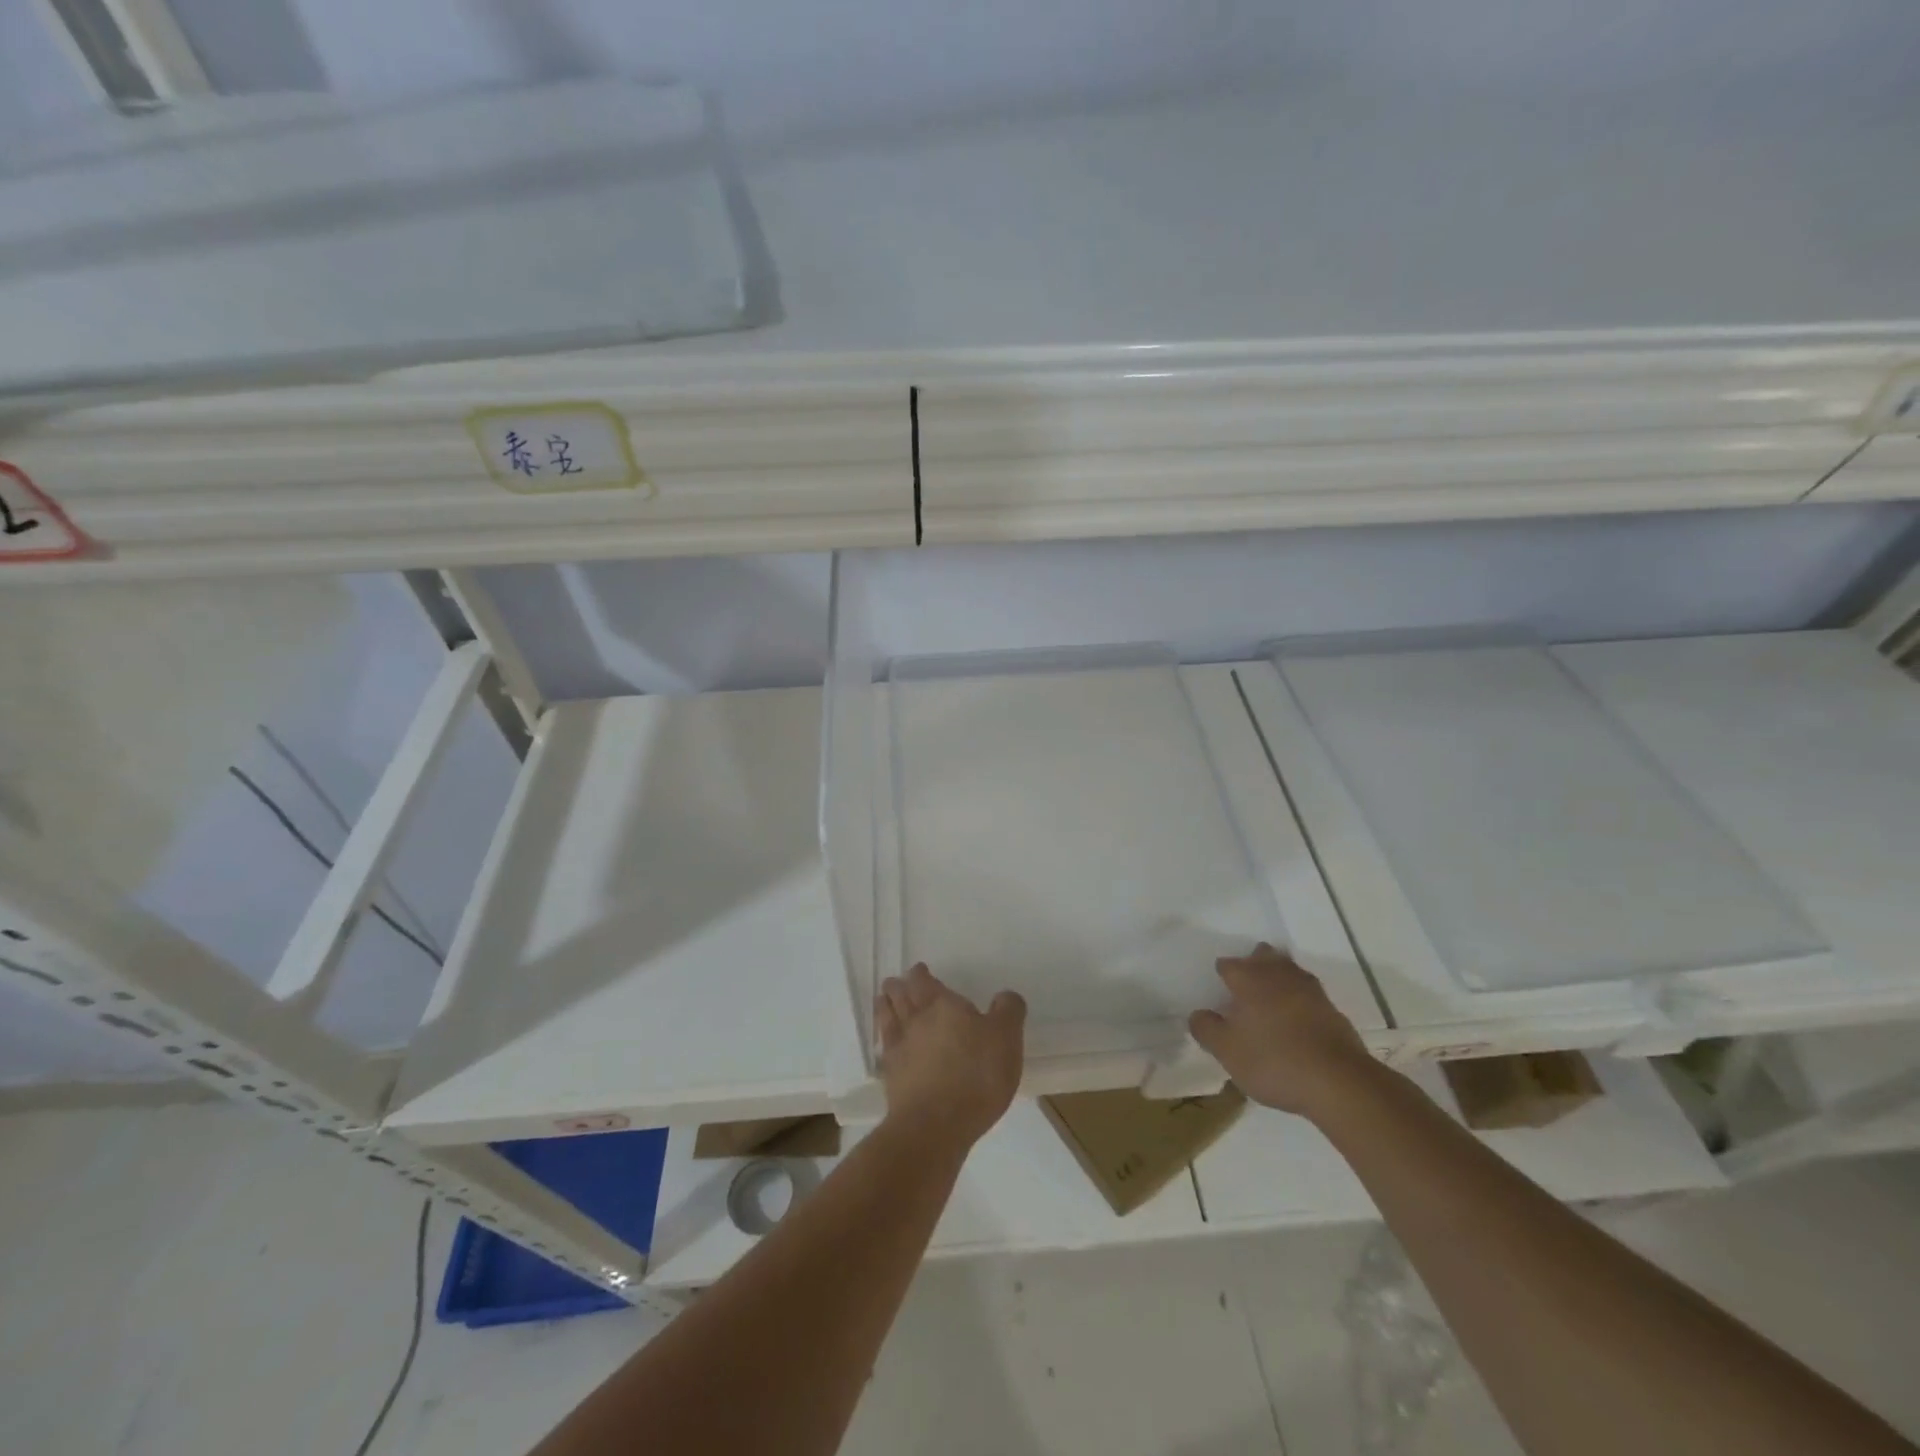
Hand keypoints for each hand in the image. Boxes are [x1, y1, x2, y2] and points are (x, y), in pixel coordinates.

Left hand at [875, 964, 1024, 1147]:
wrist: (936, 1125)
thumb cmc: (977, 1076)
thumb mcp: (1006, 1039)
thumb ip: (1008, 1011)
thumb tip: (1005, 996)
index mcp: (942, 1005)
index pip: (925, 981)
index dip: (921, 975)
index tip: (919, 970)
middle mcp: (916, 1020)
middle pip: (900, 995)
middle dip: (898, 986)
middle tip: (896, 982)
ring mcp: (899, 1048)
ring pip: (887, 1017)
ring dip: (885, 1005)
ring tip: (883, 999)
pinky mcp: (892, 1077)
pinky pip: (885, 1048)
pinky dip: (883, 1038)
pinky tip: (886, 1042)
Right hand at [1188, 944, 1374, 1117]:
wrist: (1339, 1083)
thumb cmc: (1274, 1061)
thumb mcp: (1227, 1052)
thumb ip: (1207, 1029)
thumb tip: (1198, 1014)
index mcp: (1249, 980)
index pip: (1229, 965)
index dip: (1223, 973)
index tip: (1220, 986)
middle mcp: (1279, 976)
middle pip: (1264, 957)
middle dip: (1254, 962)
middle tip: (1246, 980)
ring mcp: (1310, 991)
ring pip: (1289, 970)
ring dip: (1279, 976)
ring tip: (1271, 995)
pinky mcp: (1333, 1011)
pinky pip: (1309, 994)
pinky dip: (1299, 999)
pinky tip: (1297, 1016)